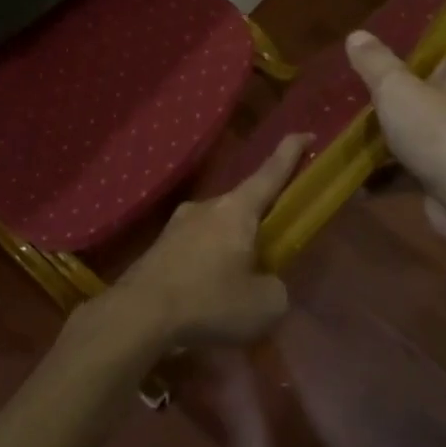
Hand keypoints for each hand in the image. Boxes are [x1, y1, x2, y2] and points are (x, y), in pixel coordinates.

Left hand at [99, 134, 308, 351]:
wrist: (138, 313)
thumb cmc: (209, 301)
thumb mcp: (264, 305)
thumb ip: (275, 287)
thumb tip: (264, 281)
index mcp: (236, 210)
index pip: (270, 173)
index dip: (290, 153)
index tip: (306, 133)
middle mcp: (206, 206)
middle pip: (242, 206)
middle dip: (259, 224)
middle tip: (271, 252)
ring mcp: (177, 224)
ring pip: (216, 230)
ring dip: (230, 249)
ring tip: (236, 287)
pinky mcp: (159, 247)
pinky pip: (194, 250)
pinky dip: (207, 266)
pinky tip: (206, 296)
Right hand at [344, 32, 445, 244]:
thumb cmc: (441, 132)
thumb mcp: (397, 89)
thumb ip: (375, 63)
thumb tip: (357, 35)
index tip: (416, 51)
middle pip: (445, 88)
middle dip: (410, 89)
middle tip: (371, 85)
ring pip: (428, 128)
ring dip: (397, 131)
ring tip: (355, 128)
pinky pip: (418, 166)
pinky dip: (391, 172)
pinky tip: (358, 178)